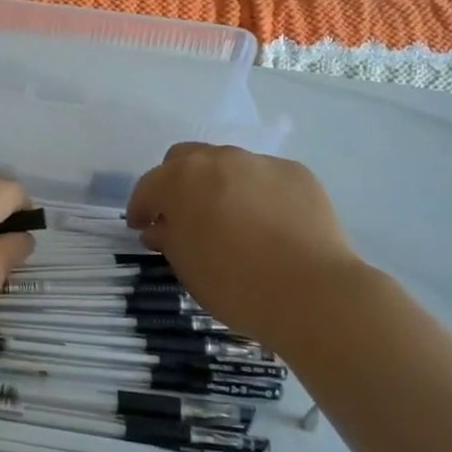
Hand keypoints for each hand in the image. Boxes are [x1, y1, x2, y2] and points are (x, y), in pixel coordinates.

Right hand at [126, 143, 363, 348]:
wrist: (311, 292)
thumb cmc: (235, 284)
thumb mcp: (187, 267)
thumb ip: (167, 239)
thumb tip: (159, 229)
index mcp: (182, 179)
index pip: (149, 186)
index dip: (141, 208)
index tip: (141, 227)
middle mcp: (219, 159)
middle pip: (186, 160)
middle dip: (177, 183)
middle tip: (181, 215)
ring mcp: (261, 162)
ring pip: (229, 166)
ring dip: (219, 186)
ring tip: (230, 219)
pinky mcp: (296, 173)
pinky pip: (266, 178)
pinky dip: (258, 194)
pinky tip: (269, 224)